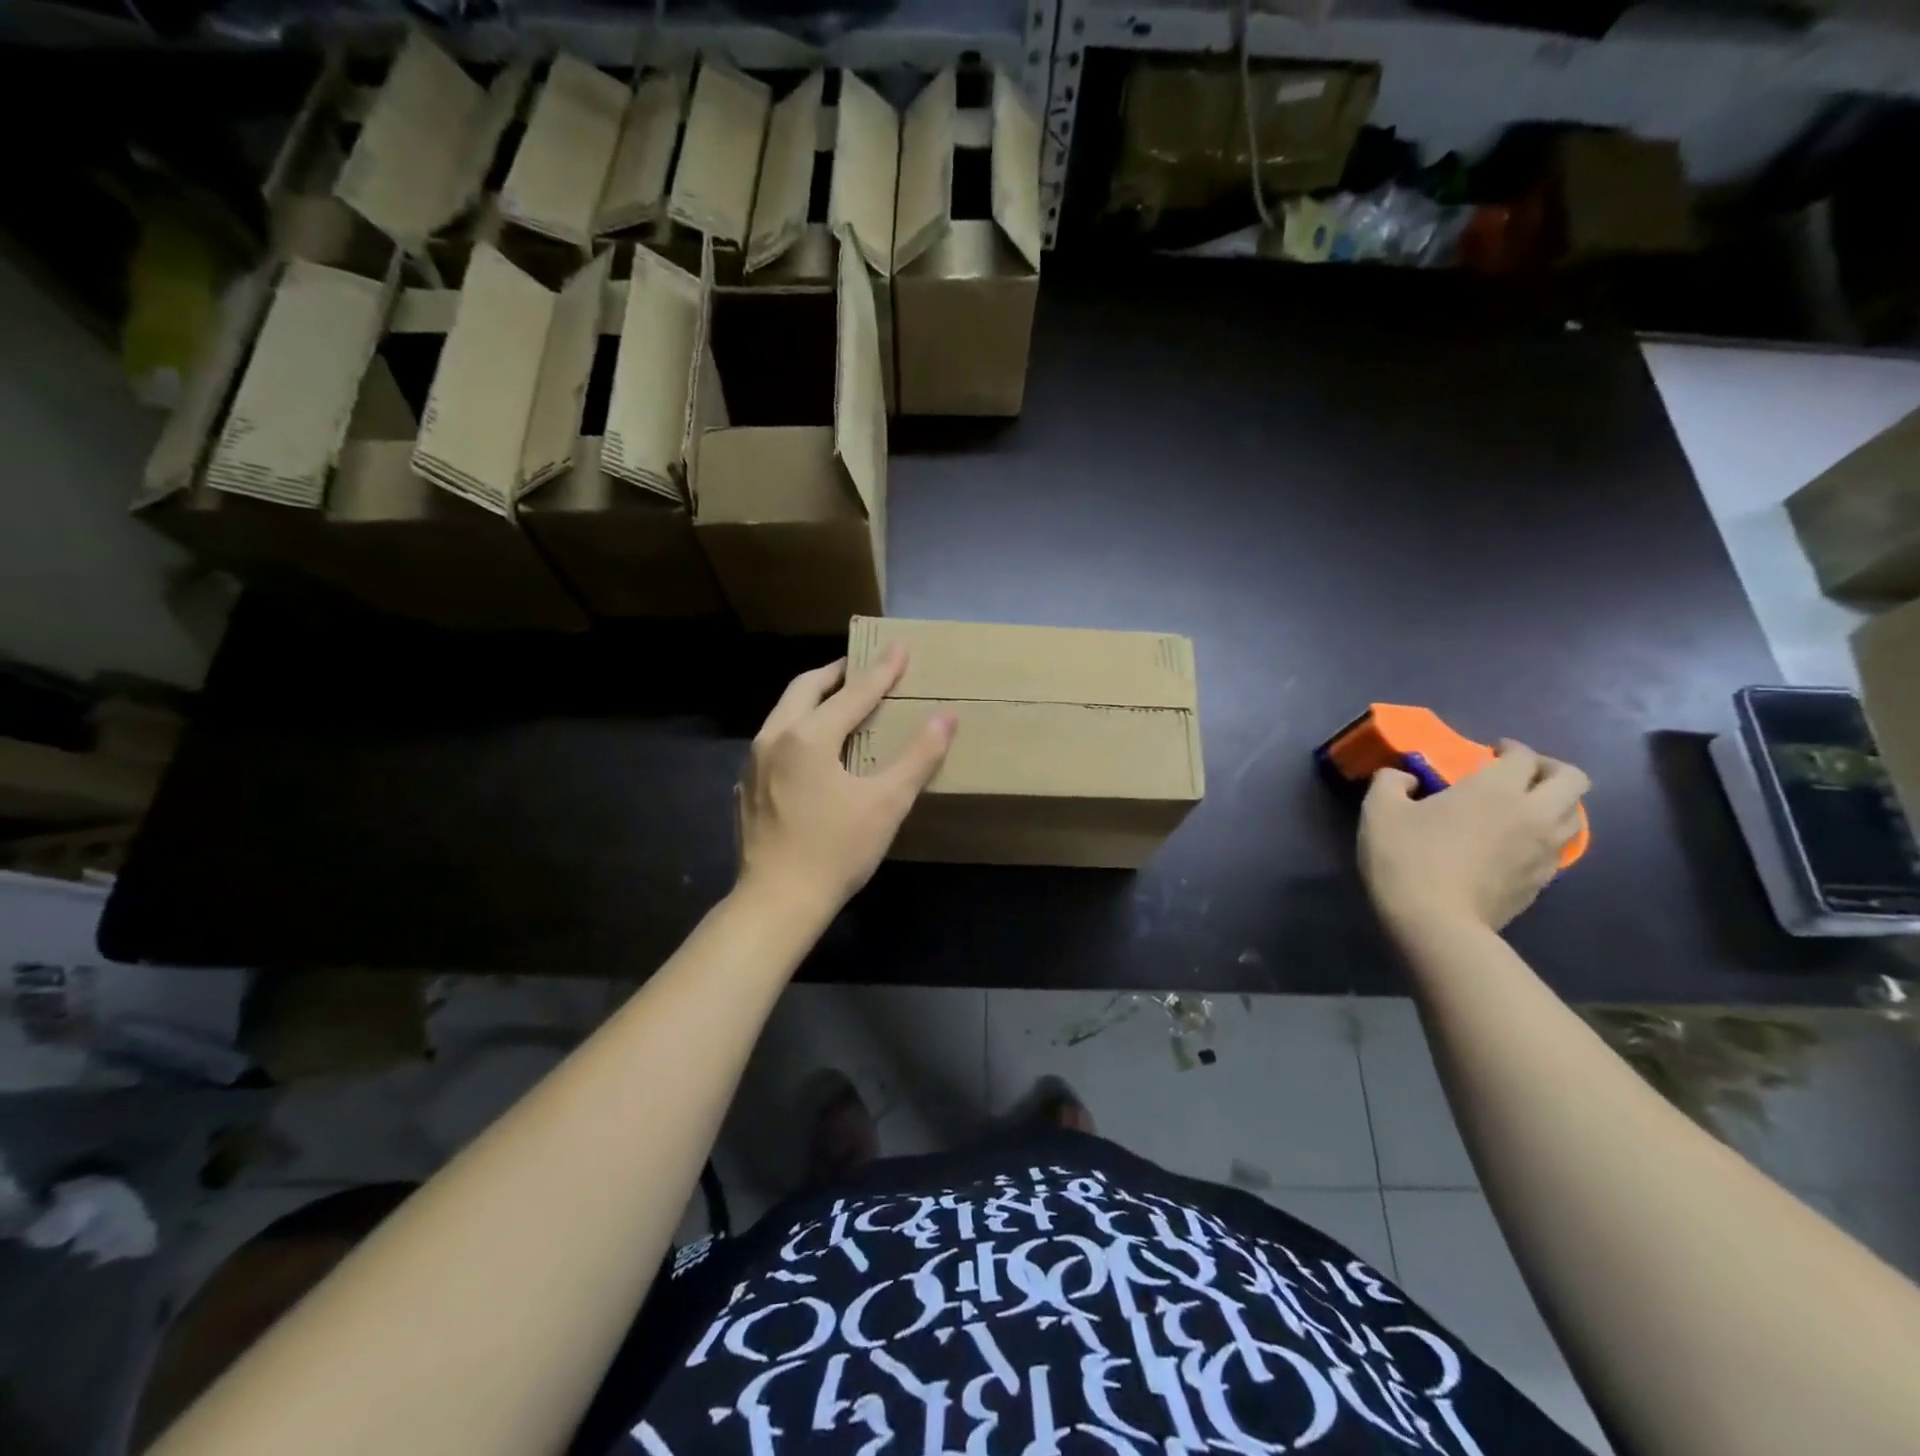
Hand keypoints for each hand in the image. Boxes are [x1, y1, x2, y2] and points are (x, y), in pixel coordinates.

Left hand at [735, 646, 955, 916]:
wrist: (777, 902)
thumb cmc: (836, 851)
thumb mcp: (886, 803)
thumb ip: (918, 757)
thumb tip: (946, 717)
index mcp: (809, 736)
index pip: (854, 693)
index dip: (882, 670)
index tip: (901, 646)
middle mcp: (774, 738)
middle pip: (805, 688)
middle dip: (836, 673)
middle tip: (861, 668)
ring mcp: (754, 762)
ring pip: (784, 712)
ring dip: (812, 699)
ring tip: (838, 702)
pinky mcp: (747, 786)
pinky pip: (774, 740)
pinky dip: (797, 728)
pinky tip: (811, 750)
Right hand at [1359, 740, 1589, 933]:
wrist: (1436, 924)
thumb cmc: (1406, 858)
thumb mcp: (1379, 811)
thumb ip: (1391, 782)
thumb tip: (1405, 778)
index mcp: (1495, 789)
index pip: (1523, 755)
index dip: (1509, 748)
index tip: (1489, 752)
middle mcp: (1532, 813)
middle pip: (1571, 779)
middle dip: (1549, 769)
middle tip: (1520, 774)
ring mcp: (1544, 850)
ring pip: (1574, 814)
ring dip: (1555, 803)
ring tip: (1524, 808)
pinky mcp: (1543, 881)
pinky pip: (1559, 847)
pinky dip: (1546, 836)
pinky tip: (1517, 844)